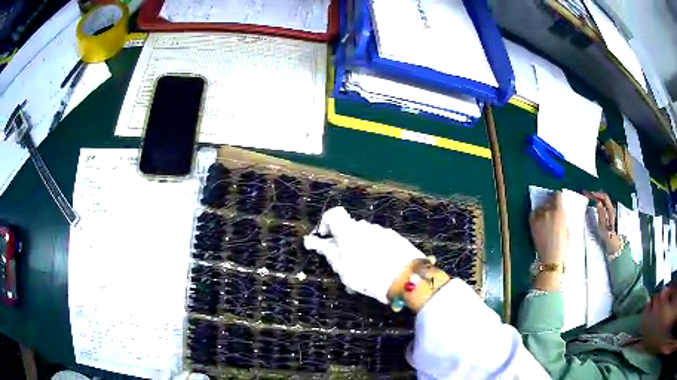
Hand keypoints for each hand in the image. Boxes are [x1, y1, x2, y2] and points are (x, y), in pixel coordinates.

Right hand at [303, 207, 423, 303]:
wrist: (407, 279)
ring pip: (365, 238)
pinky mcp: (397, 240)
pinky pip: (379, 243)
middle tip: (344, 267)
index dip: (326, 223)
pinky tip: (378, 272)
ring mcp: (383, 232)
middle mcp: (366, 226)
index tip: (324, 239)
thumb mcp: (343, 268)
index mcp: (349, 230)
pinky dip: (374, 253)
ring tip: (363, 275)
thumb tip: (311, 240)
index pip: (334, 214)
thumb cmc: (368, 275)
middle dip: (344, 244)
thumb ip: (328, 252)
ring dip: (359, 251)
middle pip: (349, 229)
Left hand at [529, 191, 567, 264]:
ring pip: (540, 207)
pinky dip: (536, 215)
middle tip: (552, 209)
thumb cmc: (563, 247)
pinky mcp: (532, 224)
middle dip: (550, 203)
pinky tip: (539, 221)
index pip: (557, 195)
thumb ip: (563, 218)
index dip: (558, 197)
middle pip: (548, 200)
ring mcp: (539, 217)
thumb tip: (561, 213)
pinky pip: (533, 214)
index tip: (558, 199)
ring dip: (543, 210)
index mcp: (559, 211)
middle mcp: (548, 211)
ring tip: (546, 217)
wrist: (551, 259)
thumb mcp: (567, 228)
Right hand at [584, 191, 621, 253]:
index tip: (590, 194)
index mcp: (610, 210)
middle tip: (588, 194)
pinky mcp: (608, 216)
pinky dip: (599, 202)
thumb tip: (598, 202)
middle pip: (604, 198)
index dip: (597, 194)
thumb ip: (601, 214)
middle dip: (597, 194)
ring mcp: (610, 212)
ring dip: (597, 198)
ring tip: (590, 198)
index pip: (604, 197)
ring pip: (604, 201)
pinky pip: (604, 205)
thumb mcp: (603, 226)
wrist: (613, 244)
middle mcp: (611, 209)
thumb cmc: (608, 236)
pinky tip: (595, 204)